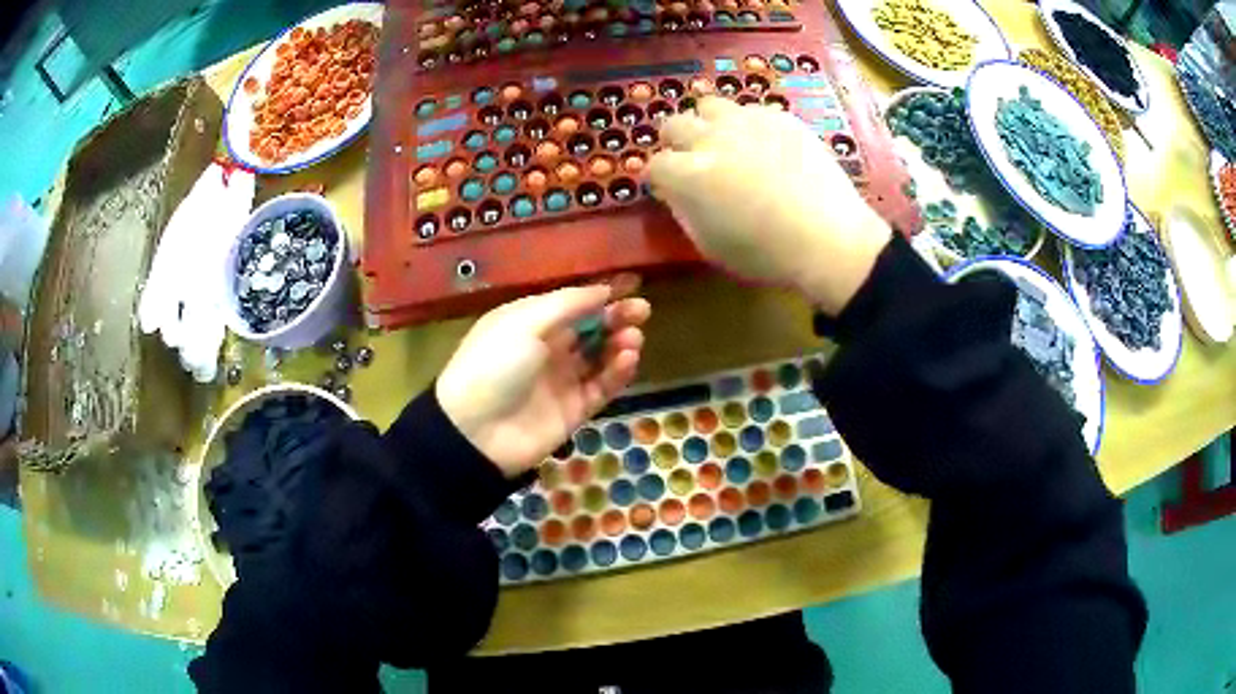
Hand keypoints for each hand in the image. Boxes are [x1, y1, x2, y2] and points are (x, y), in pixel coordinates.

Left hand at [436, 277, 650, 478]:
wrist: (475, 432)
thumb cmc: (494, 363)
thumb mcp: (525, 322)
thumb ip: (568, 304)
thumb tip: (603, 290)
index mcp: (529, 322)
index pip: (572, 303)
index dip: (601, 293)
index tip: (634, 283)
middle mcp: (546, 348)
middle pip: (590, 328)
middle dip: (616, 317)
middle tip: (642, 311)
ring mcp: (560, 380)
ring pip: (600, 357)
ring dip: (619, 344)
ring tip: (633, 339)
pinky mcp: (574, 410)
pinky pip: (601, 387)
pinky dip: (618, 373)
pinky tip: (629, 359)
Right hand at [649, 97, 892, 314]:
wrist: (830, 239)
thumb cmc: (766, 254)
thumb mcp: (710, 245)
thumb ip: (684, 211)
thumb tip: (675, 191)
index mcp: (689, 174)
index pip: (655, 164)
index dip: (659, 178)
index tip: (669, 188)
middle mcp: (711, 138)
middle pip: (674, 124)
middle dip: (676, 142)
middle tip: (692, 160)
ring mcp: (748, 122)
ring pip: (711, 106)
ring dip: (709, 124)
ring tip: (726, 144)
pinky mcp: (780, 118)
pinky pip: (752, 111)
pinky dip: (749, 127)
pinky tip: (766, 147)